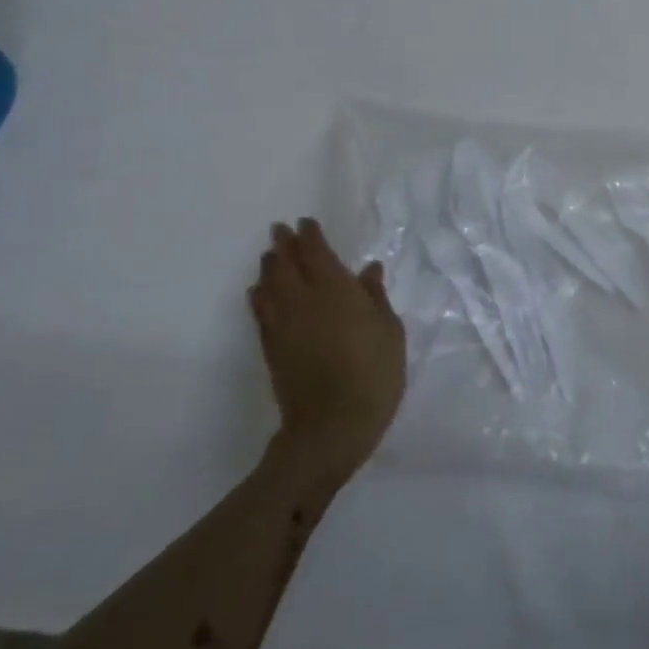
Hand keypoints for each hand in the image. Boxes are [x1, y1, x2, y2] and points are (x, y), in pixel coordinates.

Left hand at [249, 219, 405, 482]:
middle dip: (284, 245)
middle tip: (280, 230)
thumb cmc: (373, 374)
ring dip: (270, 267)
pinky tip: (258, 291)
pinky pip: (260, 312)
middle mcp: (304, 300)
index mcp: (336, 290)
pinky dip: (258, 296)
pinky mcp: (271, 348)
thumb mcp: (390, 332)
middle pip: (288, 264)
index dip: (310, 236)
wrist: (332, 426)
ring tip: (270, 256)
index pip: (317, 253)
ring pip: (270, 285)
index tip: (304, 222)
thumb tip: (367, 269)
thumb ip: (376, 297)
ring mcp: (283, 324)